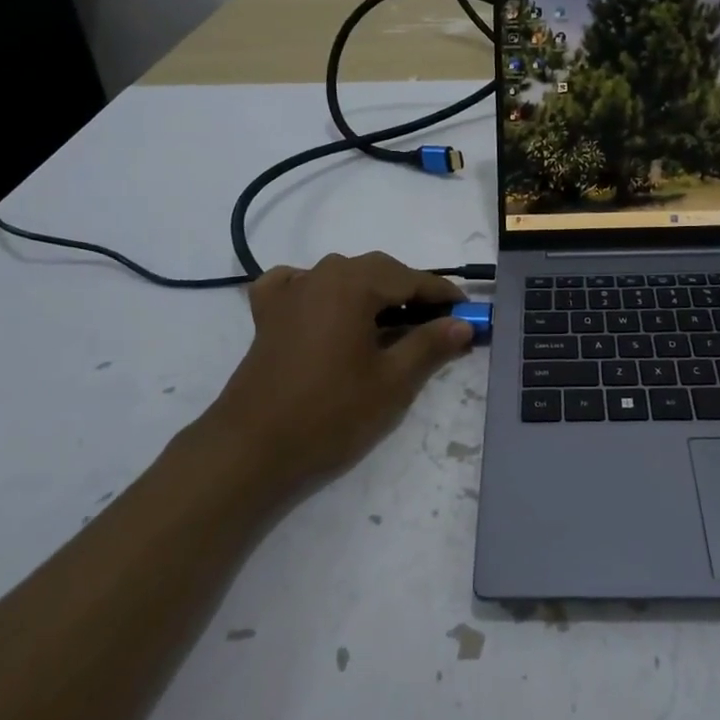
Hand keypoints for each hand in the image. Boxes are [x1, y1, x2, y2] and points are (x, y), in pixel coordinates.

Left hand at [204, 252, 474, 487]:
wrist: (252, 447)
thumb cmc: (331, 413)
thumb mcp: (393, 381)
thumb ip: (430, 345)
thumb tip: (462, 324)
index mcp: (353, 284)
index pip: (409, 278)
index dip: (442, 294)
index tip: (467, 310)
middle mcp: (320, 275)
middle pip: (376, 271)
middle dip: (409, 291)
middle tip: (436, 321)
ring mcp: (289, 292)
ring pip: (341, 277)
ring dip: (371, 292)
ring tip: (392, 321)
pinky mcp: (267, 314)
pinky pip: (298, 285)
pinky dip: (320, 290)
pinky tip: (325, 305)